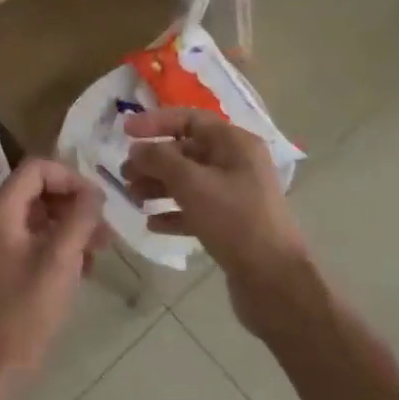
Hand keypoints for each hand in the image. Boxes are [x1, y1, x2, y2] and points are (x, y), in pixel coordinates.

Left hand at [0, 160, 105, 399]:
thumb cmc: (25, 313)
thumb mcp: (60, 260)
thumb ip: (79, 218)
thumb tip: (94, 192)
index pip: (36, 169)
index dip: (71, 178)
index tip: (99, 204)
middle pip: (36, 191)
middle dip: (73, 205)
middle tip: (105, 231)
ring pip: (36, 218)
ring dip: (69, 228)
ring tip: (99, 252)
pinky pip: (30, 241)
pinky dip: (56, 247)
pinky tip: (81, 270)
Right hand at [122, 109, 320, 340]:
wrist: (273, 280)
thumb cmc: (234, 220)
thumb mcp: (193, 184)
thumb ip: (160, 160)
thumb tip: (138, 148)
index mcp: (235, 144)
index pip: (190, 119)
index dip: (155, 122)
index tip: (125, 132)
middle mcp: (237, 163)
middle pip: (187, 151)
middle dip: (154, 160)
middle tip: (125, 174)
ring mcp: (235, 195)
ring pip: (189, 181)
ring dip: (159, 187)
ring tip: (134, 198)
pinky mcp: (231, 224)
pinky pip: (196, 209)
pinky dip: (173, 213)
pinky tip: (153, 224)